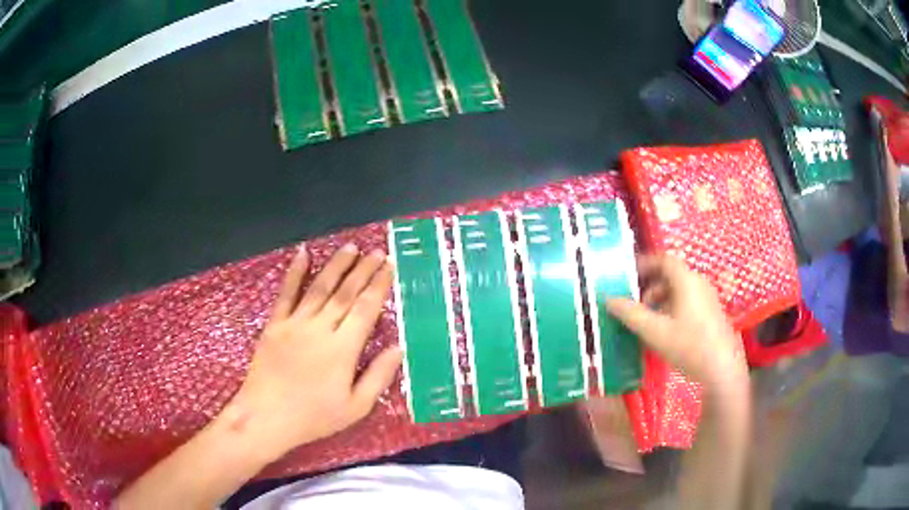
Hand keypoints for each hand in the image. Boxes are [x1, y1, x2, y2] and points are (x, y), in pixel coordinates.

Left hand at [226, 243, 402, 459]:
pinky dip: (295, 272)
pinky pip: (286, 293)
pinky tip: (303, 253)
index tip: (390, 266)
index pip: (366, 309)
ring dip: (336, 266)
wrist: (267, 416)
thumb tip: (399, 348)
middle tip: (377, 251)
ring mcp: (295, 323)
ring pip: (319, 287)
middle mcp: (320, 328)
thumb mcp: (356, 407)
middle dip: (363, 270)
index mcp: (343, 348)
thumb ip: (378, 376)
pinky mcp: (275, 324)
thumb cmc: (314, 416)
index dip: (379, 285)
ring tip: (351, 247)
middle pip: (345, 293)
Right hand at [606, 254, 745, 388]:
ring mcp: (707, 298)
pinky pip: (686, 302)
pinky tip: (662, 332)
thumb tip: (608, 299)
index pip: (663, 260)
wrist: (722, 369)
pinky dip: (670, 309)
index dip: (643, 263)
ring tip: (644, 322)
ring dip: (658, 301)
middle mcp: (698, 283)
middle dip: (648, 287)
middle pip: (669, 276)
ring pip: (677, 291)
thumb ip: (631, 314)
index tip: (625, 275)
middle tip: (631, 304)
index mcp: (686, 280)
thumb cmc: (689, 346)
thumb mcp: (655, 332)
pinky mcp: (710, 313)